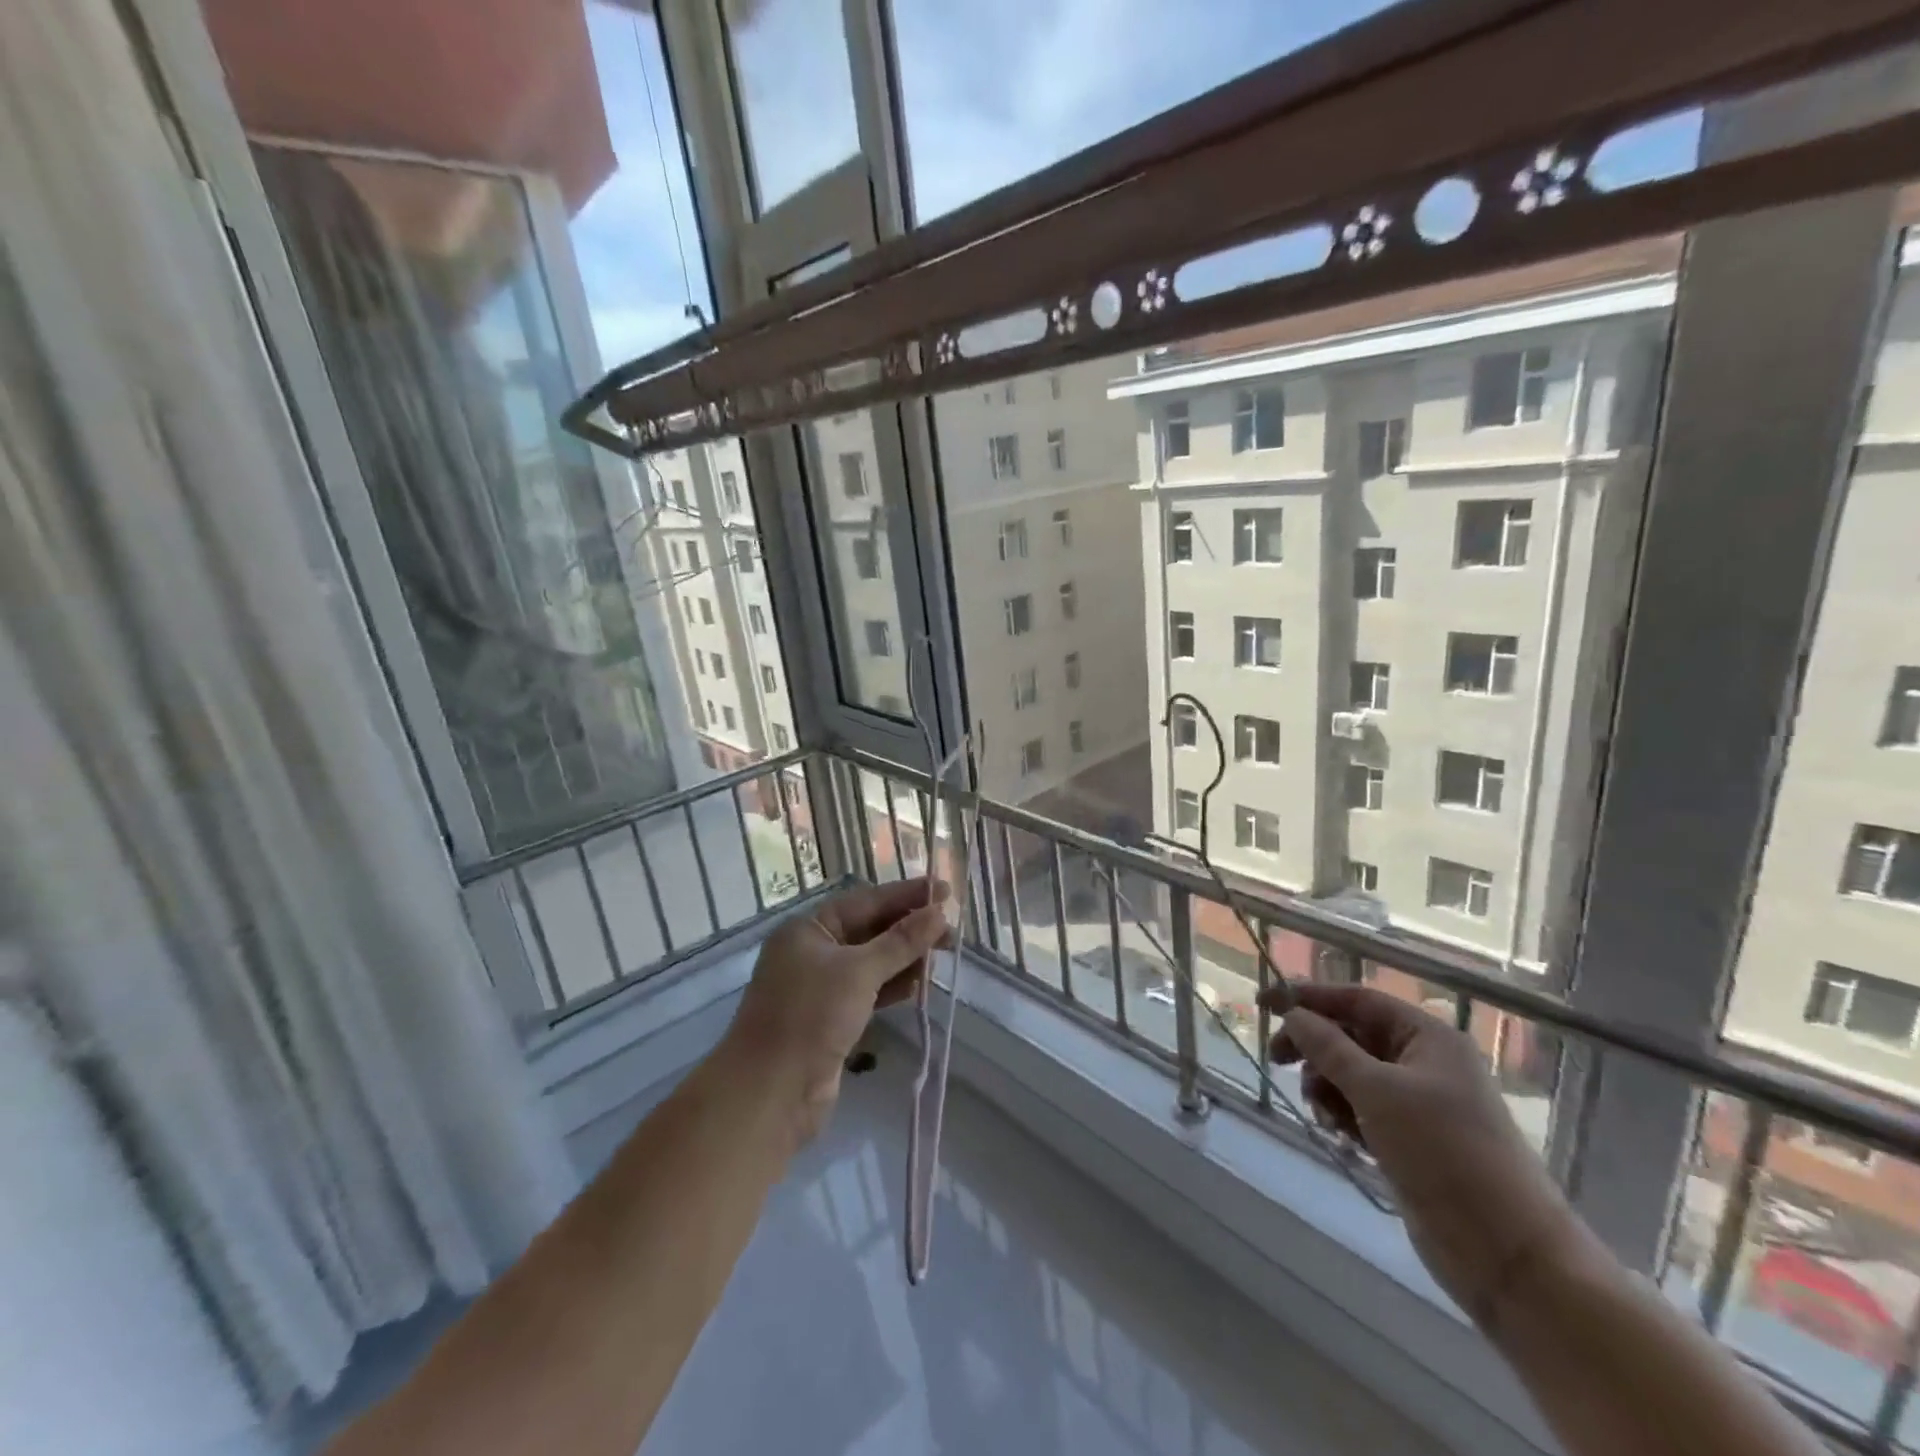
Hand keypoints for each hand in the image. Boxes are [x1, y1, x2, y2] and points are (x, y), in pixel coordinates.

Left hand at [725, 878, 951, 1145]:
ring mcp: (822, 987)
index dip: (906, 895)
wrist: (770, 1094)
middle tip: (951, 932)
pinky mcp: (832, 1019)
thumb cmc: (810, 1017)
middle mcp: (813, 952)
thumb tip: (940, 912)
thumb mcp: (859, 972)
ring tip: (942, 957)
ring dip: (906, 958)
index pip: (865, 900)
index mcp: (808, 929)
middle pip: (870, 930)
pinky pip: (870, 991)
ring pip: (873, 962)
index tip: (944, 890)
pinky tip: (920, 985)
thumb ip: (901, 941)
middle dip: (910, 929)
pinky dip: (894, 986)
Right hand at [1263, 981, 1588, 1327]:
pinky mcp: (1411, 1140)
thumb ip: (1328, 1047)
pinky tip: (1337, 1134)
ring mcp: (1419, 1103)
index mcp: (1428, 1037)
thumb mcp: (1377, 1091)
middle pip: (1352, 1036)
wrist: (1507, 1253)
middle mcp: (1424, 1062)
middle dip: (1314, 1046)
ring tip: (1322, 1112)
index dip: (1309, 997)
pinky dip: (1343, 1114)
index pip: (1357, 1000)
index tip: (1265, 1003)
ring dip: (1327, 1085)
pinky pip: (1363, 1109)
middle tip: (1278, 1059)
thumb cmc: (1443, 1152)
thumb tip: (1292, 1013)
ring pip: (1353, 1075)